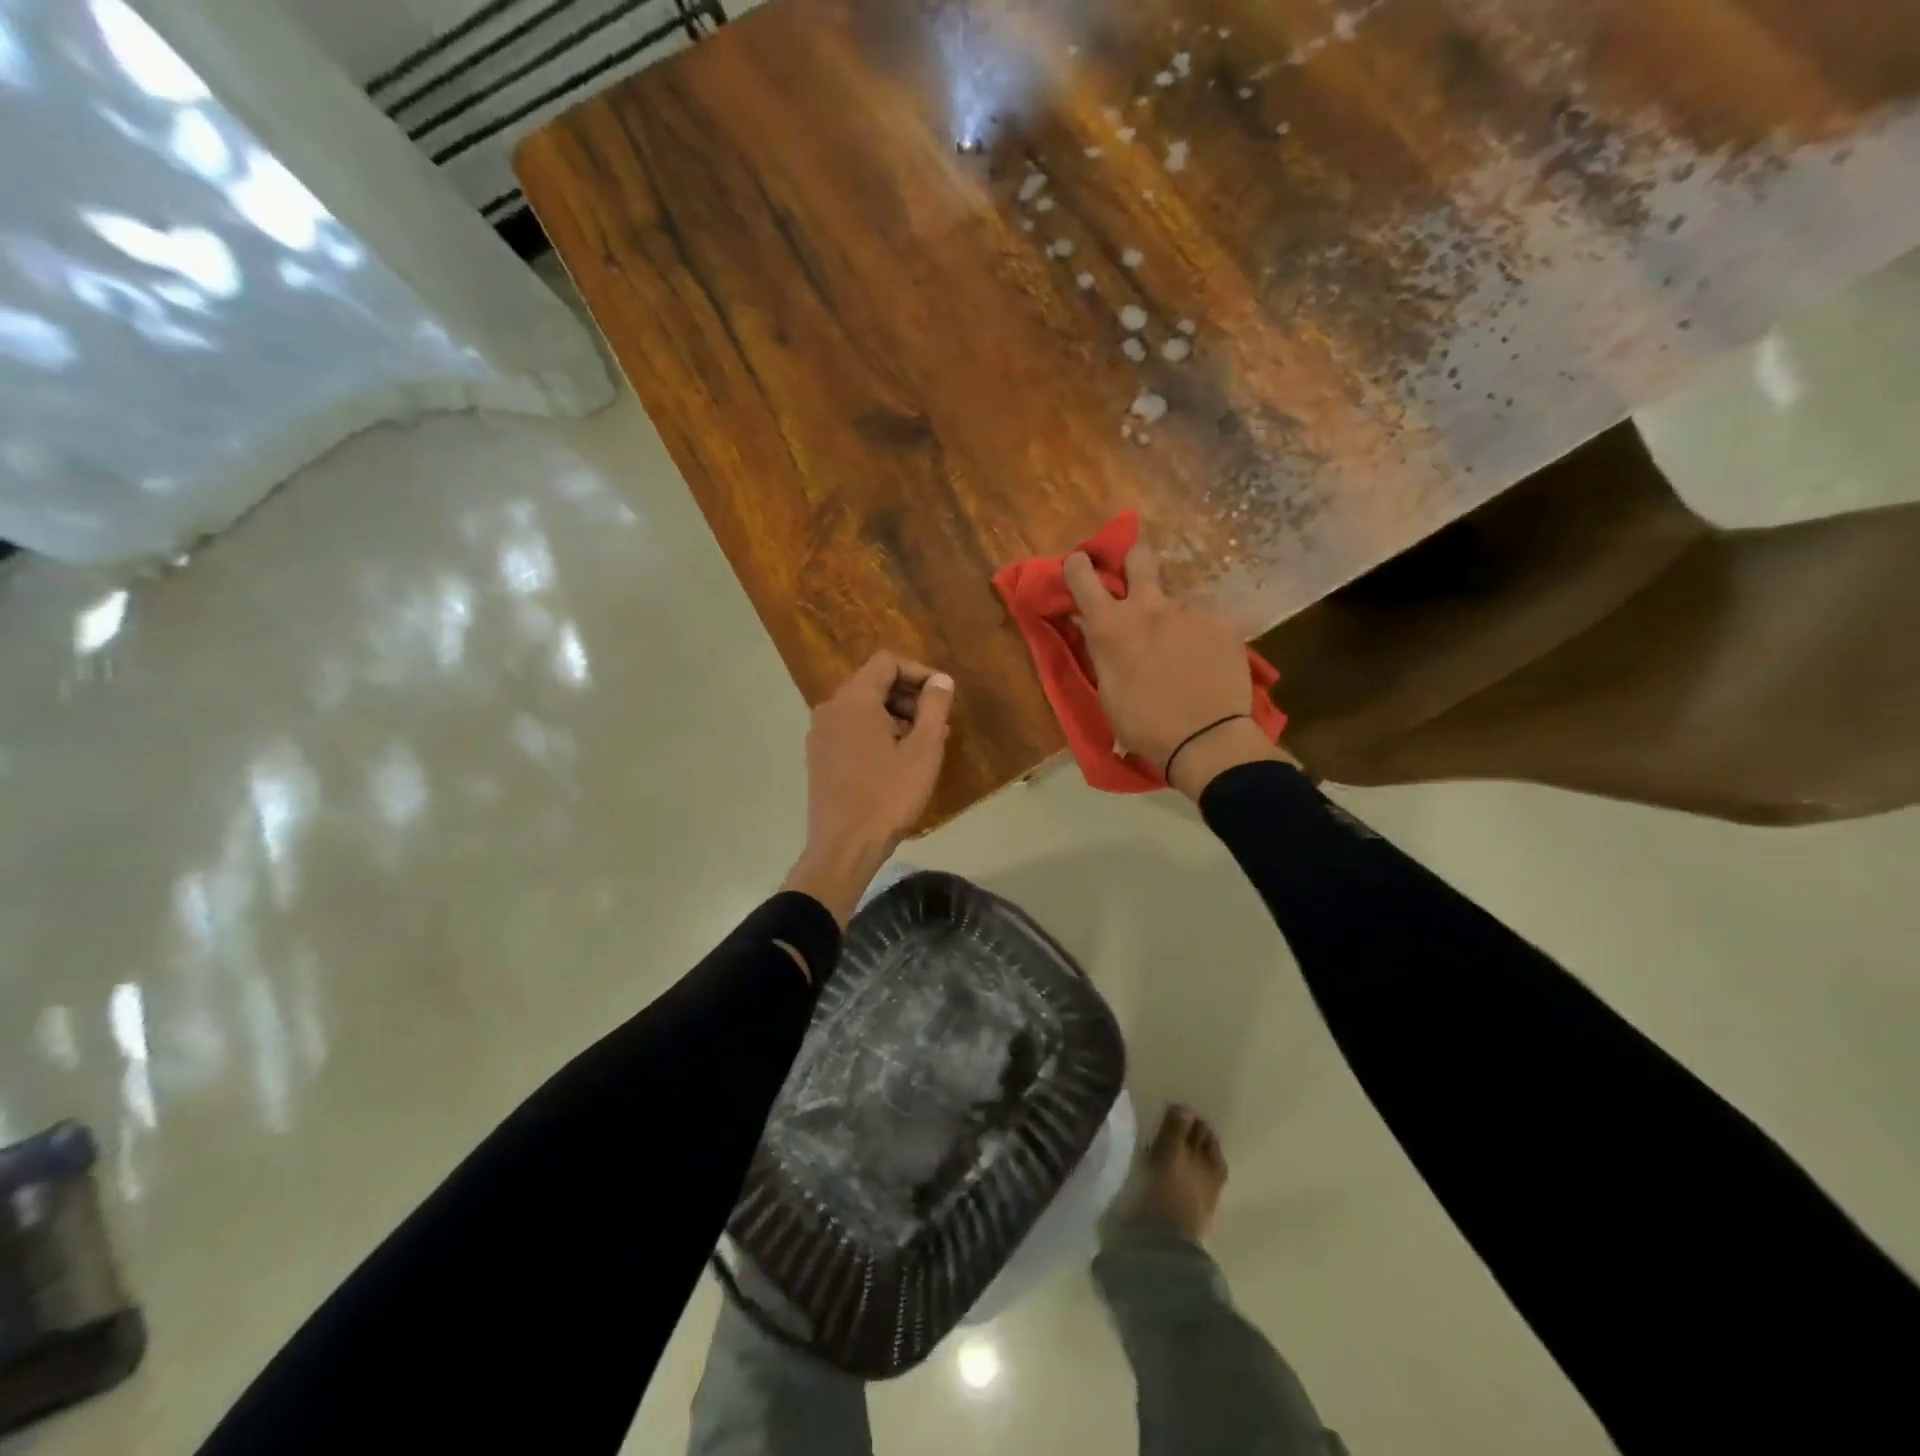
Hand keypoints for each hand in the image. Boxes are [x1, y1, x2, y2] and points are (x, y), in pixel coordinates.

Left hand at [781, 651, 954, 925]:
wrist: (844, 847)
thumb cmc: (888, 796)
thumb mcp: (923, 750)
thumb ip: (934, 707)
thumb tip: (941, 680)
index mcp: (854, 699)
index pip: (887, 662)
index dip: (920, 672)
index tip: (943, 696)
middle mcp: (831, 708)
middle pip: (873, 683)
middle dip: (909, 696)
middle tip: (938, 722)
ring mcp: (820, 734)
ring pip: (862, 708)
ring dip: (895, 716)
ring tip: (923, 744)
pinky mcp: (818, 757)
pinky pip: (850, 730)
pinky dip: (875, 733)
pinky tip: (896, 761)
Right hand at [1065, 540, 1292, 798]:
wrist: (1205, 739)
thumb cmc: (1143, 725)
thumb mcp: (1107, 689)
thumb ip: (1102, 649)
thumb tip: (1095, 627)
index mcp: (1110, 625)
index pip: (1082, 574)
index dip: (1078, 567)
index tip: (1082, 570)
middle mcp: (1148, 605)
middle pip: (1140, 556)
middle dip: (1135, 564)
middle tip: (1138, 586)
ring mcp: (1189, 609)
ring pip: (1176, 595)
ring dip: (1173, 612)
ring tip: (1182, 645)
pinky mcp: (1222, 620)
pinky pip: (1205, 617)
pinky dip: (1202, 632)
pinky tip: (1206, 659)